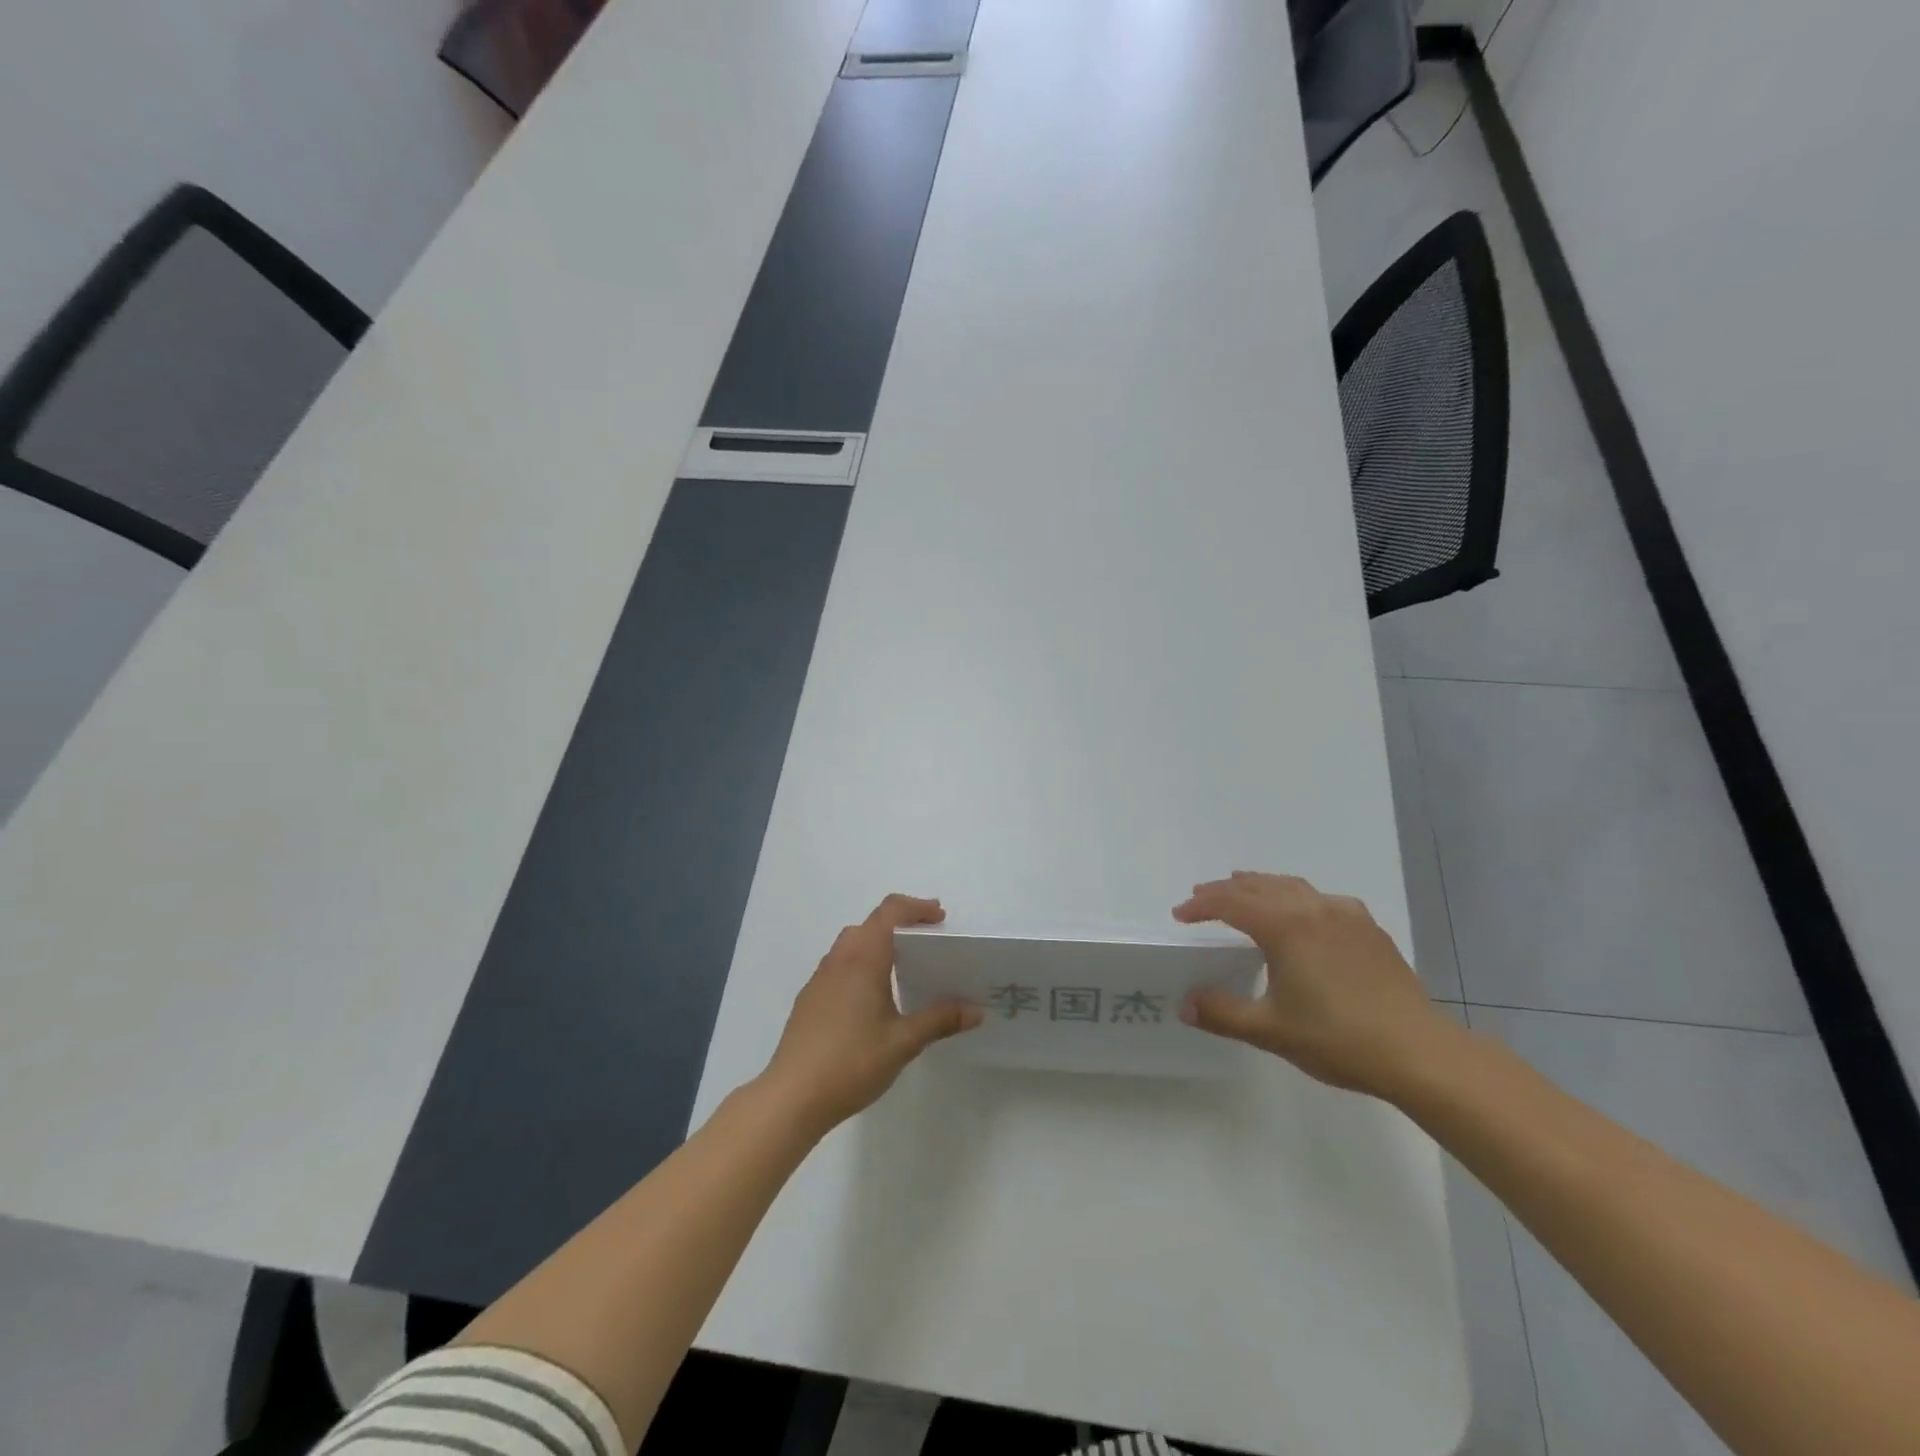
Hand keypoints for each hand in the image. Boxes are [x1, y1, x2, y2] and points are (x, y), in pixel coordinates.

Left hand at [760, 894, 982, 1133]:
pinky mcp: (810, 999)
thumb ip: (939, 1020)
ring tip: (903, 969)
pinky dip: (861, 964)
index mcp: (863, 959)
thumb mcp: (903, 1042)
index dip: (916, 907)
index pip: (890, 911)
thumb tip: (975, 1010)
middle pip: (871, 924)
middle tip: (928, 943)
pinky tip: (872, 999)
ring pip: (852, 943)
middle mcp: (839, 959)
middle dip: (901, 924)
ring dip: (878, 943)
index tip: (940, 919)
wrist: (791, 1096)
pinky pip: (840, 965)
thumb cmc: (851, 1062)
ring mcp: (820, 978)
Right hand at [1174, 871, 1459, 1099]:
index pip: (1230, 902)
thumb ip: (1222, 1013)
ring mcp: (1345, 914)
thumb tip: (1184, 1004)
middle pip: (1258, 886)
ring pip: (1292, 886)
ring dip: (1260, 886)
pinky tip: (1302, 914)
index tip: (1179, 915)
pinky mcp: (1369, 928)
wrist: (1418, 1052)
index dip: (1200, 905)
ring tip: (1243, 891)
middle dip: (1225, 889)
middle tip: (1201, 897)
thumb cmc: (1338, 1038)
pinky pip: (1321, 899)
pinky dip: (1297, 897)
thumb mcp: (1270, 1030)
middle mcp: (1312, 908)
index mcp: (1284, 926)